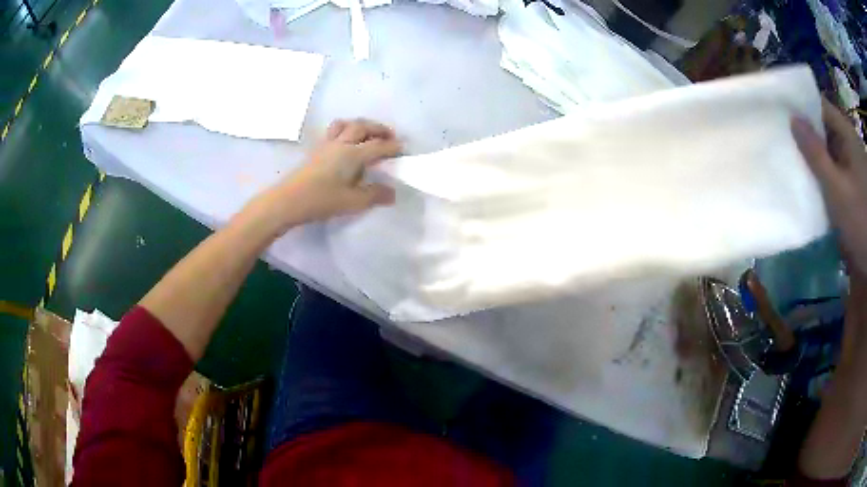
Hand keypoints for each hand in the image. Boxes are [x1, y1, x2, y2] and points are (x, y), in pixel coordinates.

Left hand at [265, 118, 400, 228]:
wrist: (288, 200)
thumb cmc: (321, 200)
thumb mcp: (352, 202)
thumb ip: (374, 195)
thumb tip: (393, 193)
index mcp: (353, 154)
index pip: (378, 145)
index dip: (393, 146)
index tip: (404, 149)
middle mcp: (341, 144)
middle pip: (362, 126)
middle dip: (379, 129)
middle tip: (389, 136)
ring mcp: (326, 145)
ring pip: (346, 124)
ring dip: (360, 125)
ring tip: (367, 134)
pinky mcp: (316, 150)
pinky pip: (334, 131)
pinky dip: (346, 130)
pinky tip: (345, 143)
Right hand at [792, 99, 866, 275]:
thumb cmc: (858, 217)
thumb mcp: (837, 188)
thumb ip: (815, 153)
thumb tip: (792, 120)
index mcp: (847, 134)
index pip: (821, 106)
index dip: (802, 105)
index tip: (782, 111)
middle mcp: (849, 143)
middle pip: (825, 128)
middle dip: (806, 132)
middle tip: (782, 137)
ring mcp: (851, 165)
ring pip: (829, 150)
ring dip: (814, 155)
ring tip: (792, 158)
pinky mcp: (851, 185)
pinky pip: (834, 170)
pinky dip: (823, 173)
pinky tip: (810, 180)